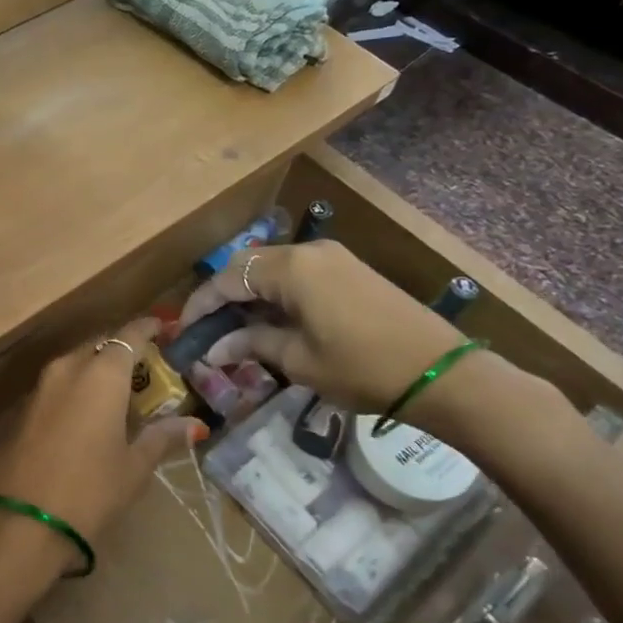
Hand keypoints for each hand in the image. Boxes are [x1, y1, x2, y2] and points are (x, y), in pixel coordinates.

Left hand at [0, 318, 204, 580]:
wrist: (17, 522)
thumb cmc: (88, 490)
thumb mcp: (133, 467)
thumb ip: (162, 438)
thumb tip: (195, 424)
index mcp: (102, 373)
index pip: (129, 335)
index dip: (148, 328)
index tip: (163, 328)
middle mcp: (68, 368)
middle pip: (100, 346)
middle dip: (121, 351)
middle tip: (145, 368)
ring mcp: (41, 387)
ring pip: (76, 364)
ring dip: (97, 371)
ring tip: (120, 392)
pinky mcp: (23, 409)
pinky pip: (58, 385)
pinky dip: (77, 389)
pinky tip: (88, 415)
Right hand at [178, 241, 468, 413]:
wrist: (439, 371)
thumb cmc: (361, 368)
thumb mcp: (299, 360)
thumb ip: (251, 345)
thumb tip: (214, 350)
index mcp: (290, 268)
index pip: (227, 279)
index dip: (200, 305)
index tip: (183, 331)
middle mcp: (307, 251)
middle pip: (247, 265)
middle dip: (222, 296)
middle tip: (206, 330)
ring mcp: (332, 257)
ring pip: (272, 267)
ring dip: (249, 294)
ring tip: (234, 329)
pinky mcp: (349, 269)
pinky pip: (297, 273)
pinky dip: (275, 293)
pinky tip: (270, 320)